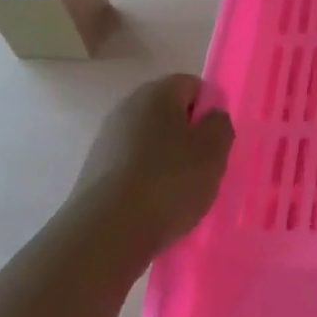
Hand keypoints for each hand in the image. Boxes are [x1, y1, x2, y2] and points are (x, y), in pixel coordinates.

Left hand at [68, 74, 234, 257]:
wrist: (107, 232)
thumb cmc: (169, 182)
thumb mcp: (213, 151)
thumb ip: (220, 125)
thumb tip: (211, 117)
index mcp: (156, 93)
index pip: (192, 85)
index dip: (210, 109)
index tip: (218, 140)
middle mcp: (127, 108)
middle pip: (169, 113)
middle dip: (190, 135)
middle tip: (206, 166)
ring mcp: (107, 140)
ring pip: (151, 141)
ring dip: (169, 160)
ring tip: (182, 192)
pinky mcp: (95, 171)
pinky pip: (133, 166)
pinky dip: (148, 179)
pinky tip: (157, 205)